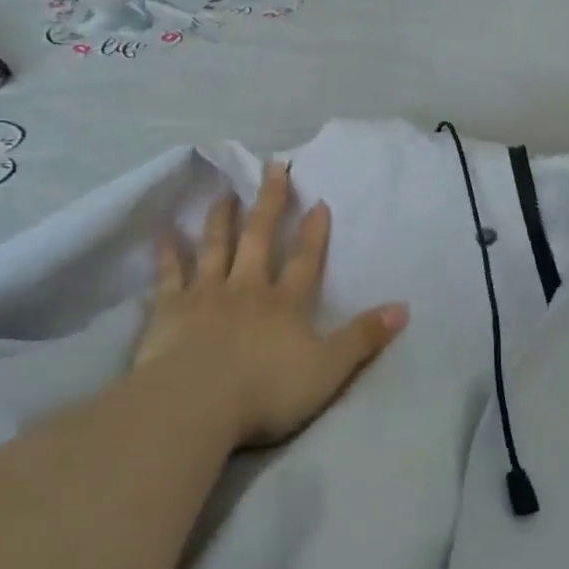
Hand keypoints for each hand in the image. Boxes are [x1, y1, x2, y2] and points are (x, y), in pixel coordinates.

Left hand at [132, 161, 409, 448]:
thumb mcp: (329, 369)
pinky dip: (168, 252)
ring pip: (215, 246)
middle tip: (272, 167)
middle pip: (259, 237)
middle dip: (270, 202)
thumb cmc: (267, 390)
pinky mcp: (171, 309)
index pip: (305, 261)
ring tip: (225, 191)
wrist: (197, 402)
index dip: (314, 233)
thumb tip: (404, 308)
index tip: (318, 201)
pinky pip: (170, 274)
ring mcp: (206, 295)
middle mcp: (247, 289)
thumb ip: (364, 338)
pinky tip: (164, 231)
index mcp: (285, 304)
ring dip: (221, 217)